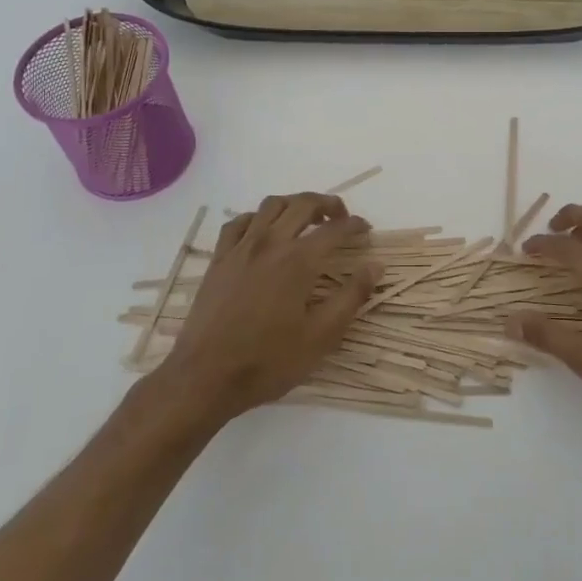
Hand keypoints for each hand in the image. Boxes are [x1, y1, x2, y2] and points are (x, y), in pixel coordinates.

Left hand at [153, 193, 375, 422]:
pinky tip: (263, 231)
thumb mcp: (321, 336)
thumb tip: (375, 265)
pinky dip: (258, 217)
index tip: (366, 230)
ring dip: (294, 204)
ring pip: (271, 206)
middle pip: (303, 204)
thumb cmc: (268, 360)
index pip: (334, 229)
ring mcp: (241, 248)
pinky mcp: (219, 259)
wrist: (205, 377)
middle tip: (341, 217)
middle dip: (328, 203)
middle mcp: (270, 243)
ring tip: (306, 219)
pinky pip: (239, 222)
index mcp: (298, 261)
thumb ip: (352, 296)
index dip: (354, 225)